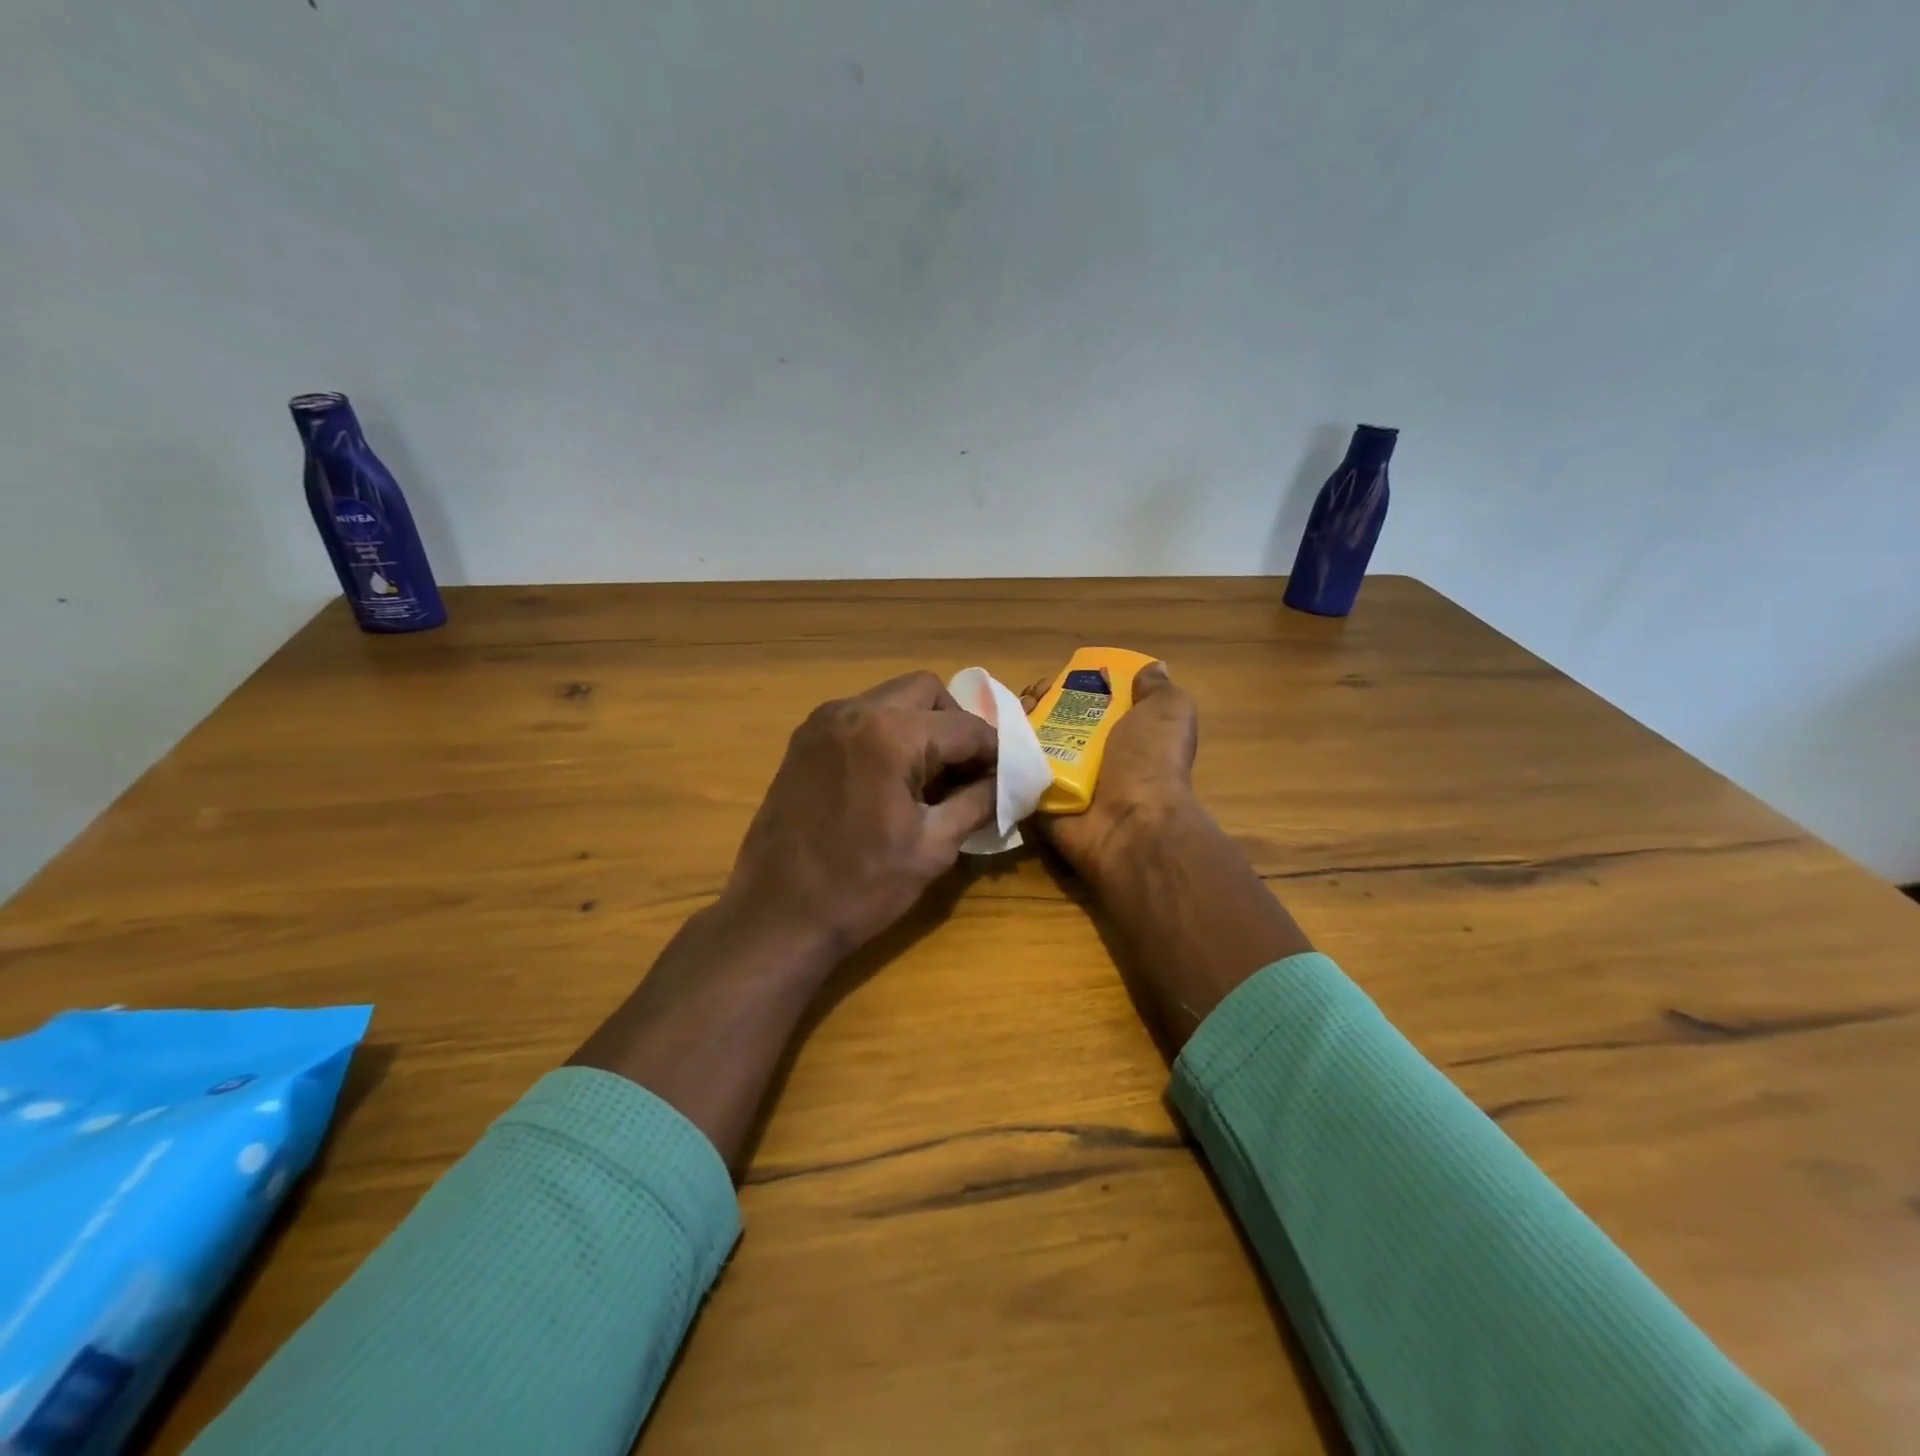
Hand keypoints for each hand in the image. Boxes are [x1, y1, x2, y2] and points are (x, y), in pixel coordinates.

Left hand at [715, 671, 998, 964]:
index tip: (1008, 777)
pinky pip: (860, 719)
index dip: (995, 751)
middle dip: (955, 724)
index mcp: (889, 734)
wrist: (776, 916)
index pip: (965, 727)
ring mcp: (822, 723)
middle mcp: (853, 711)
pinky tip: (891, 781)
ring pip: (890, 700)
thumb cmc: (861, 887)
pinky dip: (886, 735)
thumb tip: (1008, 782)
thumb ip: (978, 802)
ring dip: (920, 727)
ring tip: (929, 779)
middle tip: (966, 771)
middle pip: (926, 692)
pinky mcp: (803, 741)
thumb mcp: (933, 846)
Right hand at [1021, 662, 1199, 878]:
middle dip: (1036, 702)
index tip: (1053, 679)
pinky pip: (1015, 772)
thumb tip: (1151, 669)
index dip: (1068, 685)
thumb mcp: (1168, 711)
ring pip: (1029, 743)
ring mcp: (1062, 779)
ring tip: (1012, 718)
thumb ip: (1156, 688)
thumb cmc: (1150, 761)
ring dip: (1016, 726)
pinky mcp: (1038, 799)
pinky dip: (1003, 756)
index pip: (1087, 701)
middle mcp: (1090, 755)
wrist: (1130, 823)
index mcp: (1120, 732)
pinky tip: (998, 740)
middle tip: (1029, 699)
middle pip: (1053, 719)